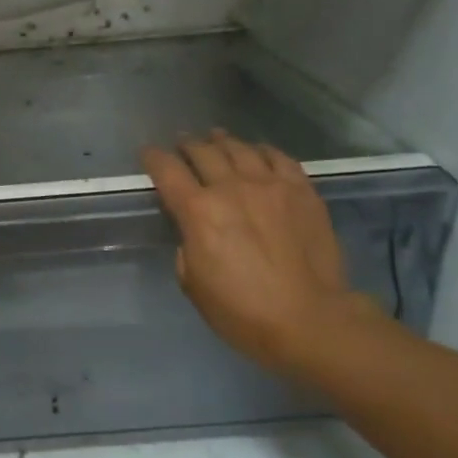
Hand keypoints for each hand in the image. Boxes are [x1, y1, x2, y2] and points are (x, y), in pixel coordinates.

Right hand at [142, 130, 381, 374]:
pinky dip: (262, 150)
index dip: (153, 158)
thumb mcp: (193, 285)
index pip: (167, 171)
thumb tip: (194, 233)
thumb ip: (187, 248)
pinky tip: (257, 151)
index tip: (147, 153)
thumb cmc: (242, 312)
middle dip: (188, 146)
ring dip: (223, 142)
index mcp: (198, 212)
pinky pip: (279, 158)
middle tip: (183, 144)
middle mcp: (231, 188)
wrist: (309, 319)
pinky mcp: (302, 191)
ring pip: (240, 149)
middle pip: (203, 152)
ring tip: (216, 138)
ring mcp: (271, 185)